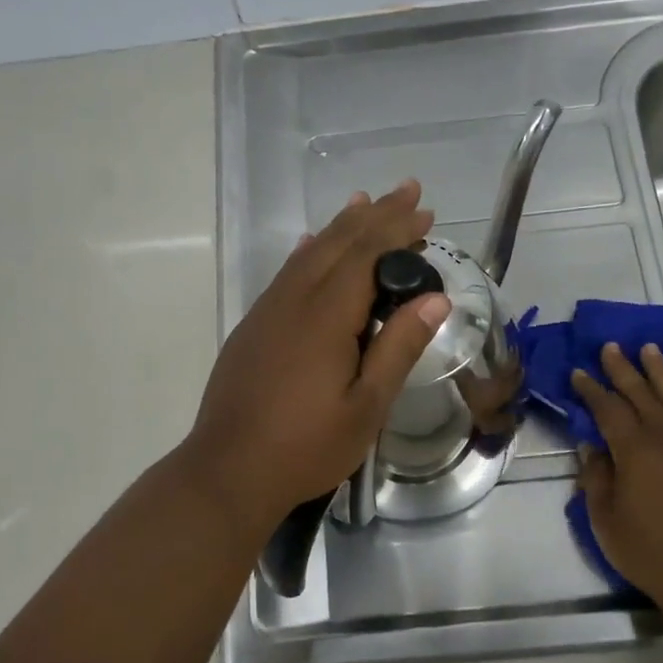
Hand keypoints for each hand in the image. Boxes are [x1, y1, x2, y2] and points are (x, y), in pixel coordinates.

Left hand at [181, 181, 449, 536]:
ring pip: (309, 254)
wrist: (228, 471)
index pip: (367, 255)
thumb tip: (435, 300)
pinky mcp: (252, 328)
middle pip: (338, 243)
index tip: (426, 210)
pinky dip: (308, 252)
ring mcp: (267, 312)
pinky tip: (311, 246)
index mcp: (325, 317)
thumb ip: (398, 348)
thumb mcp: (366, 407)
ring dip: (341, 226)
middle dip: (375, 215)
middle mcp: (293, 301)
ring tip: (364, 203)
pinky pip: (286, 274)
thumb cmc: (305, 447)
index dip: (397, 229)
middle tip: (408, 191)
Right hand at [570, 343, 662, 617]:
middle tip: (611, 346)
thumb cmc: (650, 549)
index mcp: (635, 448)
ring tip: (650, 349)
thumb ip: (596, 477)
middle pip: (642, 393)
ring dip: (660, 371)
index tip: (578, 371)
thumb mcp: (605, 518)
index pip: (608, 408)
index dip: (591, 388)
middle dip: (623, 368)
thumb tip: (591, 446)